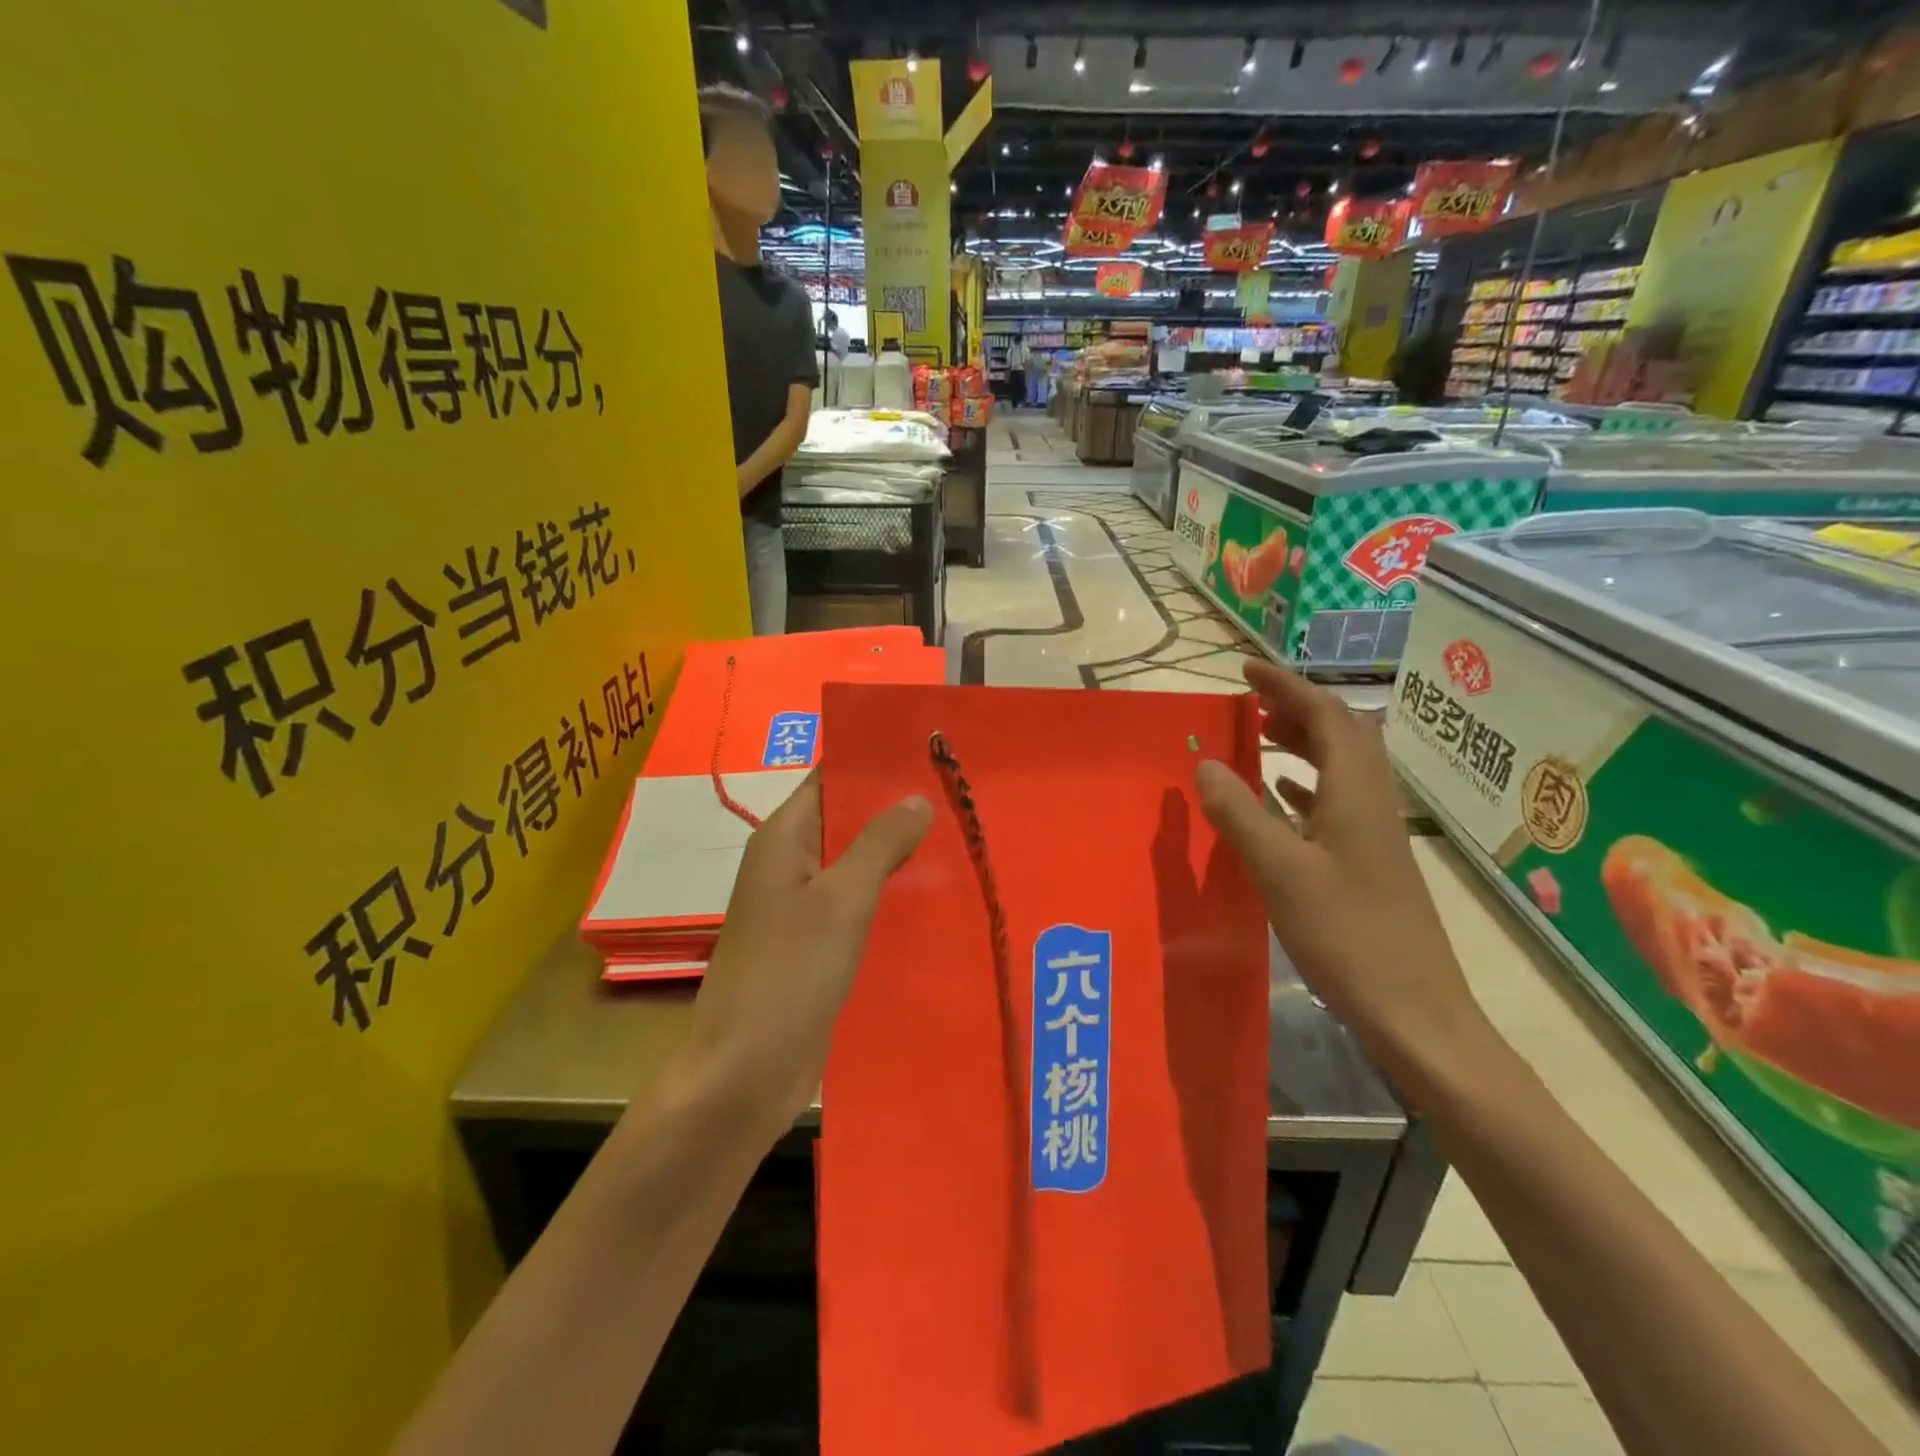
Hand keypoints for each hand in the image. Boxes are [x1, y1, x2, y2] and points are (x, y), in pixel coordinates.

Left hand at [680, 772, 931, 1128]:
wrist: (745, 1071)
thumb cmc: (790, 973)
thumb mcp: (842, 899)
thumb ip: (880, 843)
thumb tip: (916, 797)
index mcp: (783, 838)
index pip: (830, 777)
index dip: (874, 762)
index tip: (928, 752)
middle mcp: (789, 864)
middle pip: (846, 820)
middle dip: (896, 809)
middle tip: (958, 795)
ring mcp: (801, 907)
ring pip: (855, 865)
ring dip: (897, 855)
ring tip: (959, 838)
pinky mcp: (815, 946)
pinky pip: (856, 906)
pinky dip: (888, 897)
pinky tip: (934, 897)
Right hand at [1195, 660, 1494, 1096]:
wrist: (1414, 1010)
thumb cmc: (1347, 935)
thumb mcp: (1281, 871)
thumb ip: (1240, 813)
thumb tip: (1205, 763)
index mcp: (1356, 792)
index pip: (1326, 716)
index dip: (1287, 686)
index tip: (1246, 669)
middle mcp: (1372, 801)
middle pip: (1341, 733)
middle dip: (1296, 707)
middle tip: (1249, 701)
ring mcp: (1374, 832)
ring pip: (1339, 766)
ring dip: (1301, 742)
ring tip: (1257, 735)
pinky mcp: (1368, 860)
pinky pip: (1335, 800)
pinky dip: (1304, 783)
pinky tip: (1278, 794)